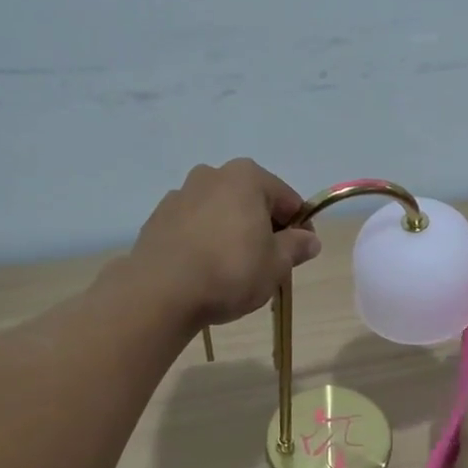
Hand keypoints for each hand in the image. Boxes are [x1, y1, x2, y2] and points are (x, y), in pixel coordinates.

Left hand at [131, 160, 321, 326]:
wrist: (161, 292)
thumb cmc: (231, 271)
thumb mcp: (276, 264)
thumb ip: (296, 247)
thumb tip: (309, 240)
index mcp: (247, 177)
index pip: (287, 199)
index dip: (300, 227)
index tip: (301, 253)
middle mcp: (211, 175)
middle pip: (251, 201)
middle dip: (263, 227)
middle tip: (269, 262)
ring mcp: (180, 195)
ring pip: (220, 212)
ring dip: (232, 232)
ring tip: (234, 269)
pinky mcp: (158, 219)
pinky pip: (194, 227)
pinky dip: (205, 241)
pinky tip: (206, 270)